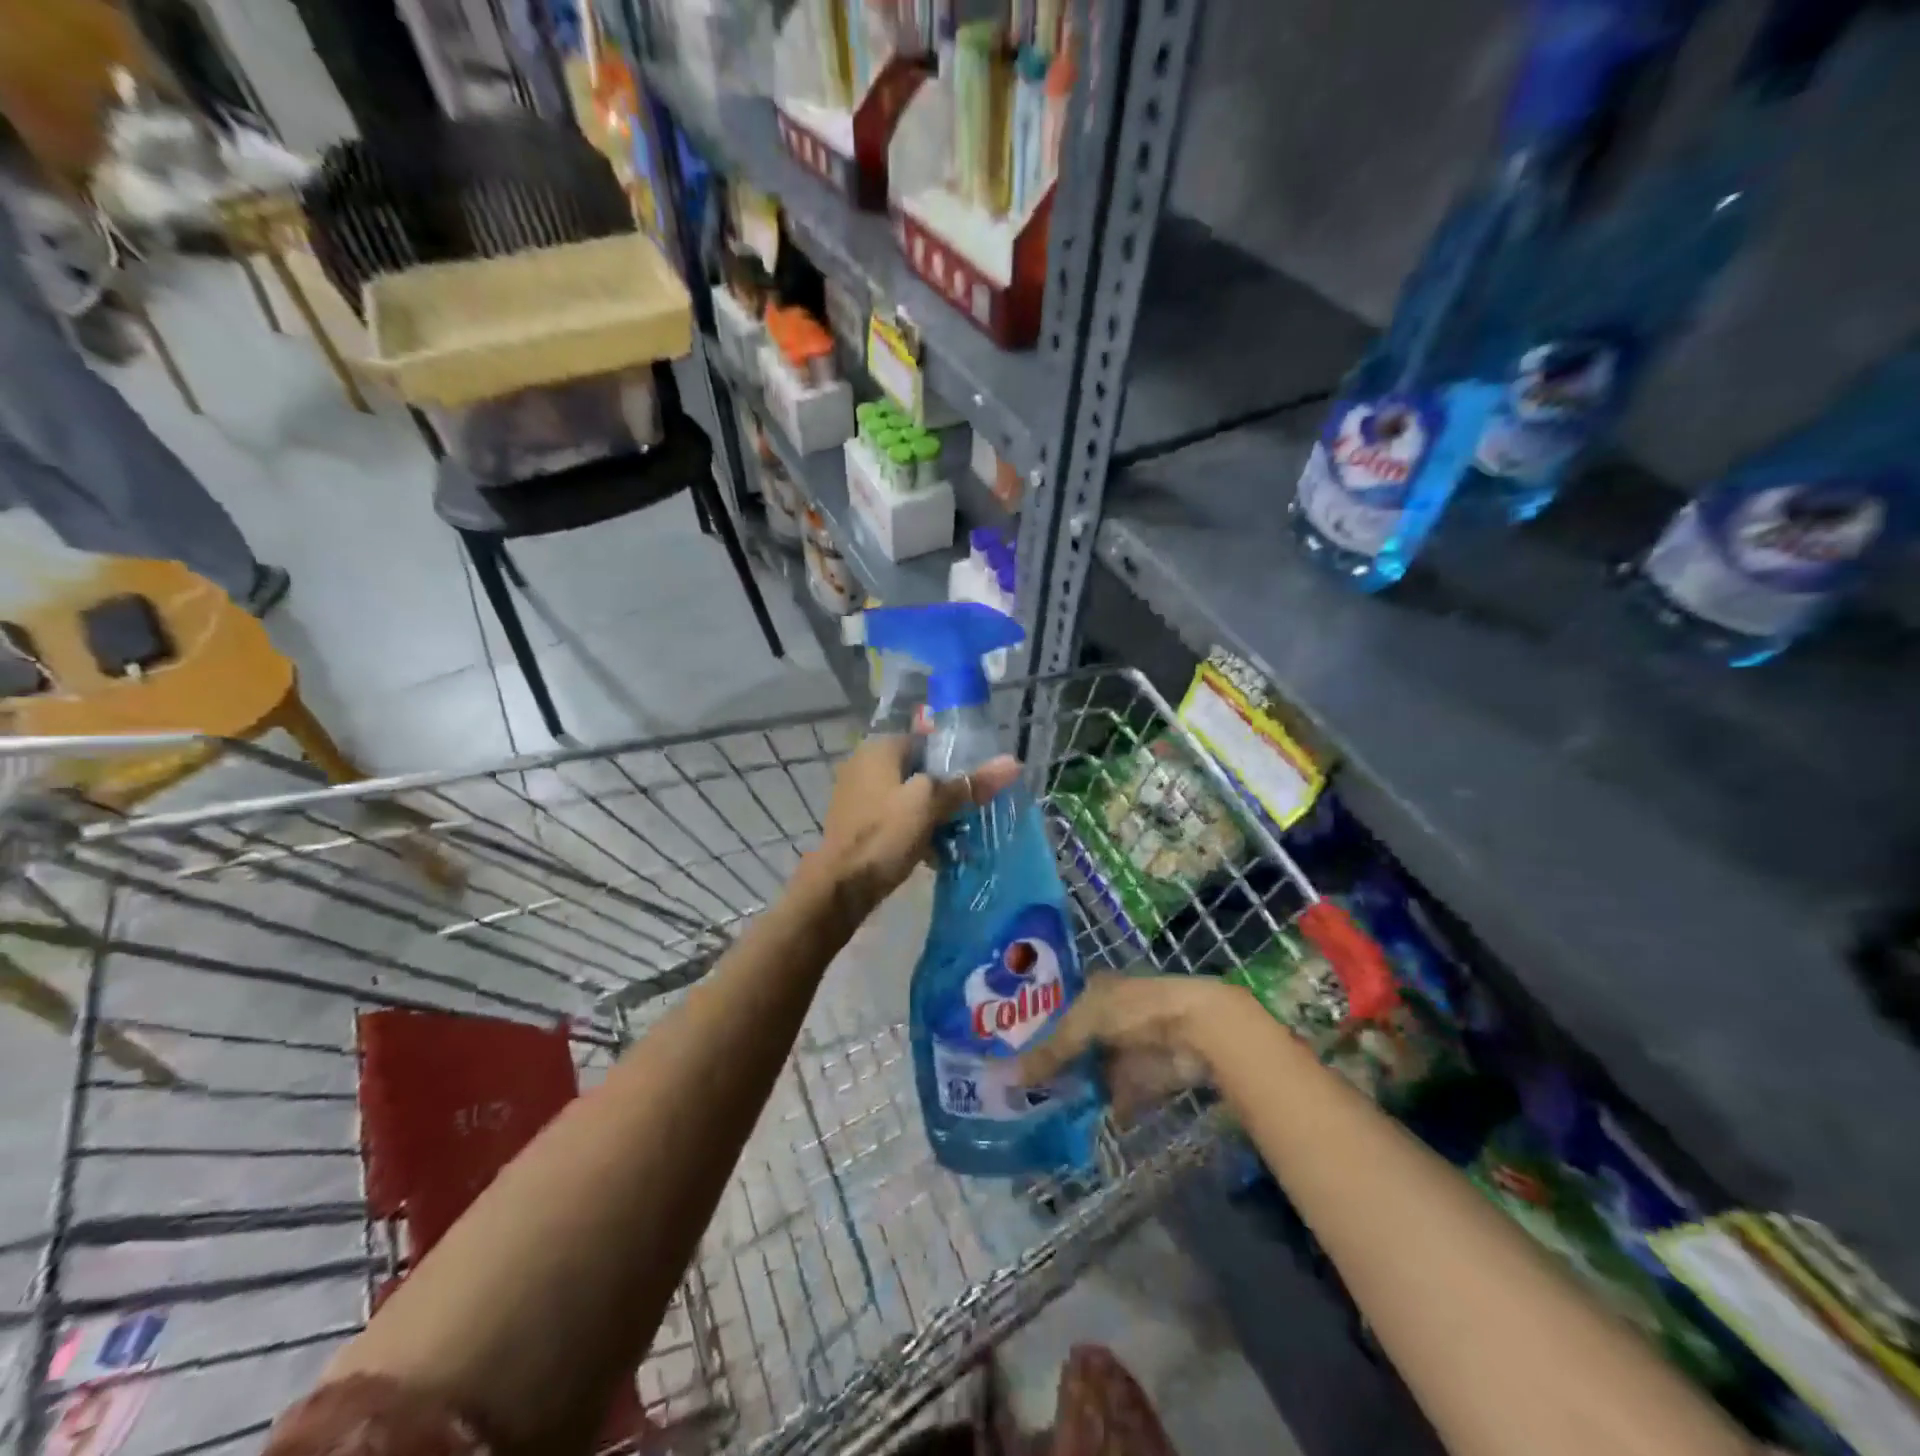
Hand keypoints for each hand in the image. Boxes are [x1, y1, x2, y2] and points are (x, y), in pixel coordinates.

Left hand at [805, 735, 1021, 920]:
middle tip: (973, 812)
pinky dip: (915, 831)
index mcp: (879, 749)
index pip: (927, 740)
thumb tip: (1013, 762)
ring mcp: (858, 796)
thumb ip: (969, 783)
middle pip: (919, 770)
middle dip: (946, 791)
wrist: (839, 887)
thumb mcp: (931, 805)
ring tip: (959, 836)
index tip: (978, 781)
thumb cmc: (884, 835)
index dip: (954, 759)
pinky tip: (935, 853)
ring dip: (933, 815)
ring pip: (909, 797)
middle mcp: (864, 765)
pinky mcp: (858, 824)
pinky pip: (896, 819)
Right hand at [1017, 973, 1249, 1122]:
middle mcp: (1108, 1017)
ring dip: (1075, 1090)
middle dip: (1052, 1066)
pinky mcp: (1144, 1079)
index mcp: (1092, 991)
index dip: (1035, 1030)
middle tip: (1018, 1090)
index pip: (1056, 1011)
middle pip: (1074, 1045)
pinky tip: (1075, 1126)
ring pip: (1093, 1072)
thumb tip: (1007, 1078)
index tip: (1008, 1053)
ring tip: (1038, 1113)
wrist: (1194, 1031)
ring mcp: (1127, 1049)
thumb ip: (1049, 1053)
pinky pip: (1116, 1096)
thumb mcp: (1081, 1027)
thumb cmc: (1132, 1012)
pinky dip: (1101, 1109)